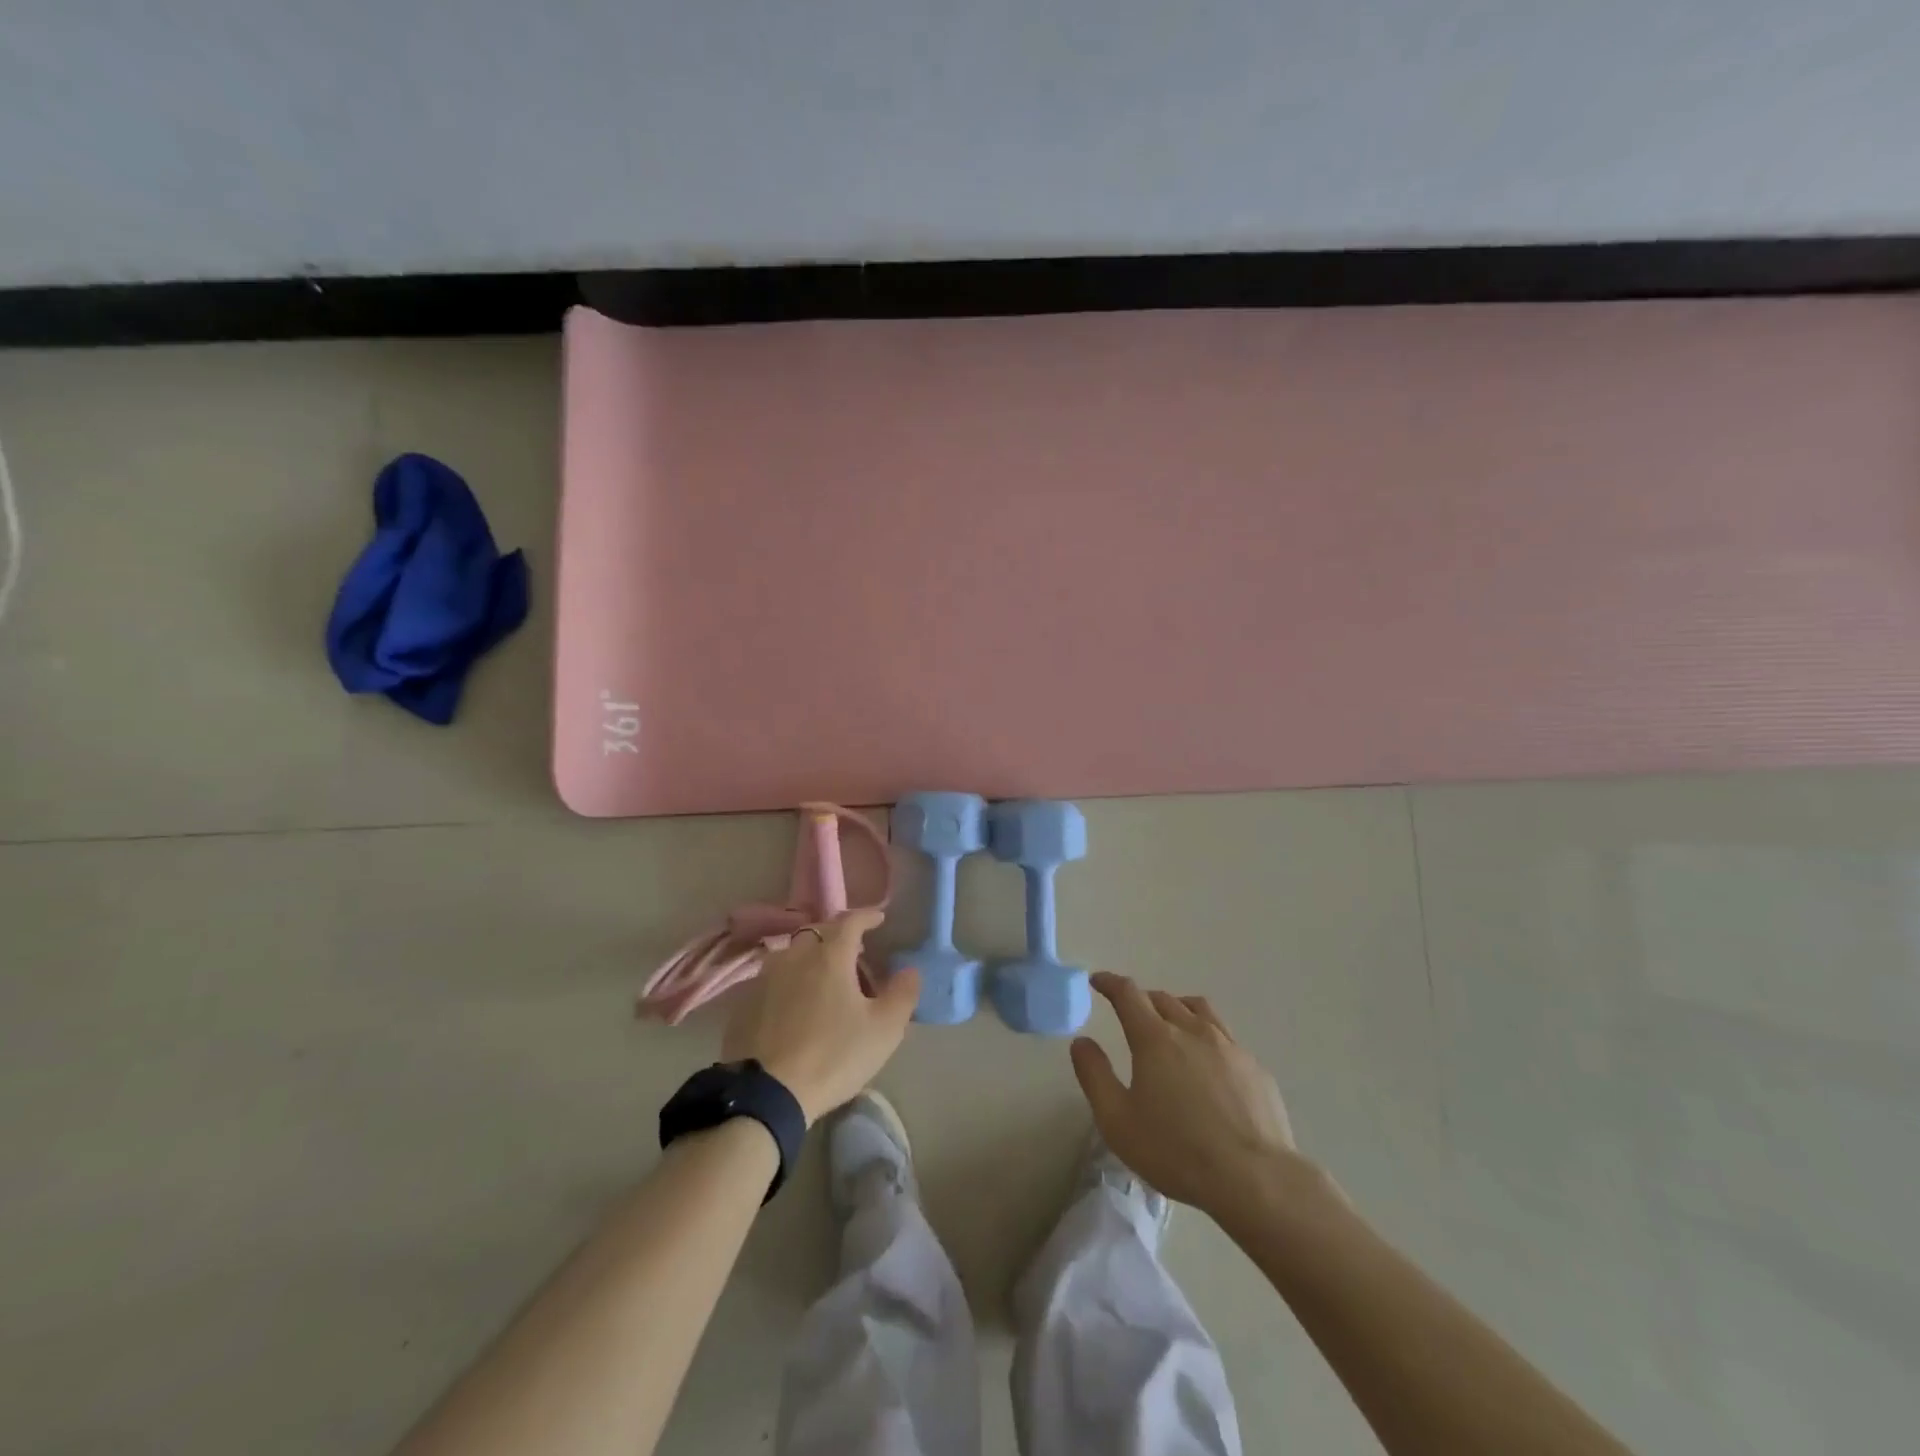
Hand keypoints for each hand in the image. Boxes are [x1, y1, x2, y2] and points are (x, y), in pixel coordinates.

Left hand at [721, 909, 918, 1124]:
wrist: (766, 1094)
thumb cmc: (833, 1056)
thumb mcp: (883, 1030)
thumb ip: (903, 994)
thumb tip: (910, 970)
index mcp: (830, 956)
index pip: (850, 921)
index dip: (867, 916)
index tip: (879, 919)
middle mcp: (795, 956)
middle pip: (817, 933)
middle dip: (837, 937)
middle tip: (853, 955)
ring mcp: (765, 978)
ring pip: (790, 954)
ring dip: (808, 957)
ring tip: (821, 977)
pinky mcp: (744, 1002)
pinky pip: (770, 979)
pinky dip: (786, 982)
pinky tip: (791, 1004)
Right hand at [1071, 971, 1300, 1220]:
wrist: (1255, 1179)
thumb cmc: (1176, 1151)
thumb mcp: (1117, 1120)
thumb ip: (1094, 1075)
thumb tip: (1081, 1042)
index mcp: (1156, 1038)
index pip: (1128, 994)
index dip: (1110, 983)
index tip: (1098, 981)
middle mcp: (1193, 1030)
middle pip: (1163, 999)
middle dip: (1142, 999)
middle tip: (1130, 1012)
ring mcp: (1229, 1047)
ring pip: (1199, 1010)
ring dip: (1177, 1008)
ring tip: (1171, 1023)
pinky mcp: (1255, 1068)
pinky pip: (1225, 1037)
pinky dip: (1207, 1036)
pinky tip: (1208, 1063)